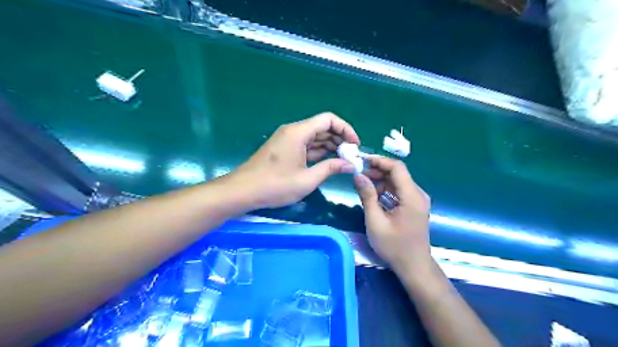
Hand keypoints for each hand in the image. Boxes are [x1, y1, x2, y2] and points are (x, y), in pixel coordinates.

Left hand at [232, 113, 359, 207]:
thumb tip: (350, 164)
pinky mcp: (284, 148)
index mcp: (298, 132)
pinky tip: (328, 161)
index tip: (355, 145)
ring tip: (343, 160)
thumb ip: (330, 168)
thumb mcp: (307, 179)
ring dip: (330, 145)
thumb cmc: (275, 185)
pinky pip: (306, 144)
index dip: (346, 129)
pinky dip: (318, 151)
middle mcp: (293, 131)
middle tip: (351, 155)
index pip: (329, 119)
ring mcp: (287, 139)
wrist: (243, 191)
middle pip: (322, 127)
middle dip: (339, 139)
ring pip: (314, 136)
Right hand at [354, 156, 430, 271]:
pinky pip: (399, 191)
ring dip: (380, 181)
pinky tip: (373, 196)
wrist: (413, 266)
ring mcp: (417, 200)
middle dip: (377, 171)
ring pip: (397, 182)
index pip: (397, 168)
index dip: (379, 161)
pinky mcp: (414, 206)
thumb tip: (357, 175)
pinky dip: (386, 190)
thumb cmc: (394, 247)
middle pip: (397, 174)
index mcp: (412, 196)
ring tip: (362, 185)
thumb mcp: (375, 222)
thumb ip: (367, 196)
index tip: (362, 161)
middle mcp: (418, 194)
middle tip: (358, 174)